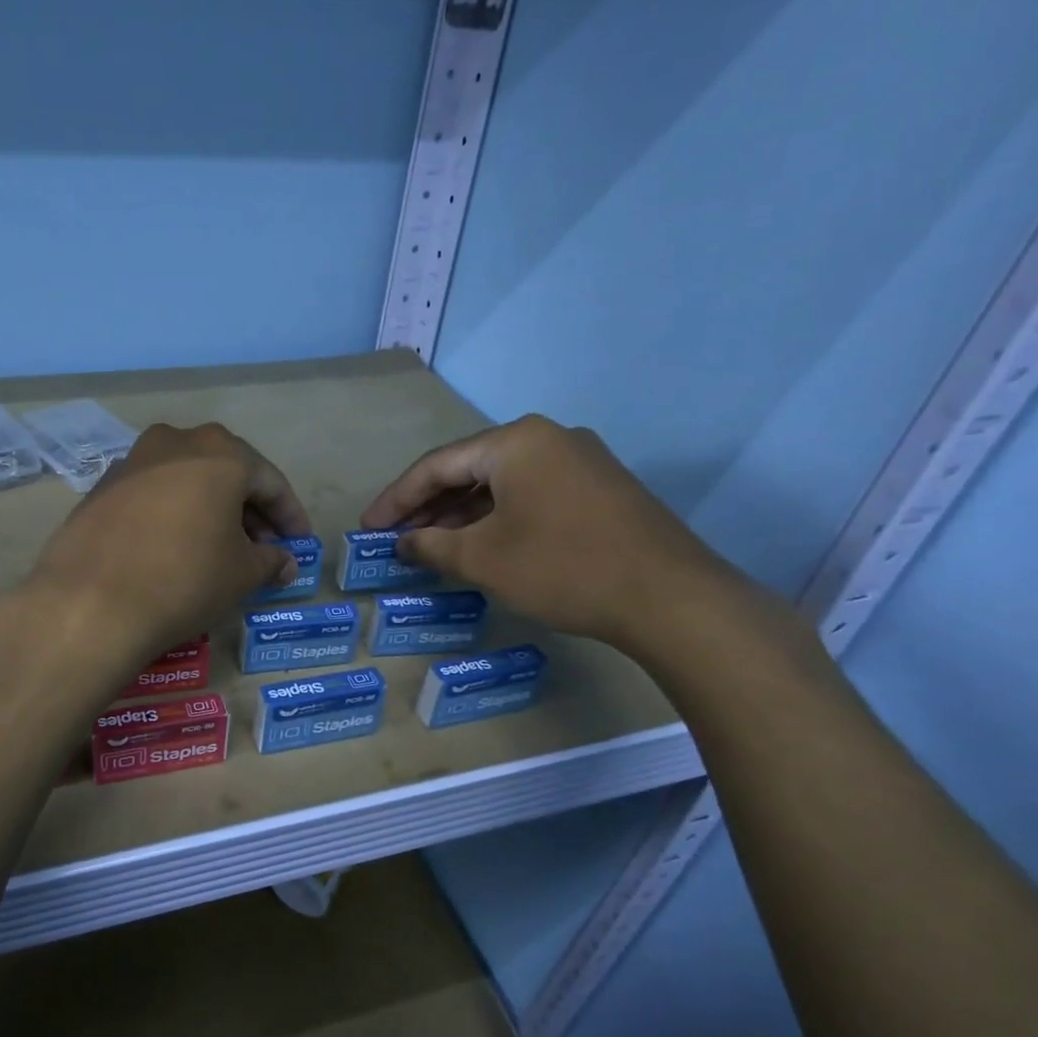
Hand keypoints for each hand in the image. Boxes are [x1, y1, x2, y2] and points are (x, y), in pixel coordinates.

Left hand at [23, 422, 310, 664]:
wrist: (91, 602)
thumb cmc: (185, 579)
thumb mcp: (242, 573)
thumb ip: (270, 560)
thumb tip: (284, 563)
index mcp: (220, 452)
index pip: (270, 482)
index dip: (290, 516)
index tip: (300, 544)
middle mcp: (176, 442)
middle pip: (227, 474)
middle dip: (250, 512)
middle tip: (264, 549)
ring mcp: (133, 461)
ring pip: (188, 481)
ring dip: (211, 510)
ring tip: (221, 550)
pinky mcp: (102, 487)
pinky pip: (154, 494)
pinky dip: (175, 514)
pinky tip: (177, 547)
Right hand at [362, 414, 740, 652]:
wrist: (669, 597)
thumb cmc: (562, 568)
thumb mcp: (483, 559)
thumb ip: (432, 546)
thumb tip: (403, 544)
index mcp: (516, 441)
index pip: (437, 465)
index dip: (396, 499)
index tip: (368, 528)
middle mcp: (549, 438)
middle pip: (470, 469)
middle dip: (428, 507)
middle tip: (396, 539)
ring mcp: (580, 461)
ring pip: (502, 484)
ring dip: (462, 515)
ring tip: (431, 546)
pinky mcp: (600, 490)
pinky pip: (531, 495)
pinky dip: (498, 519)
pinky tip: (481, 545)